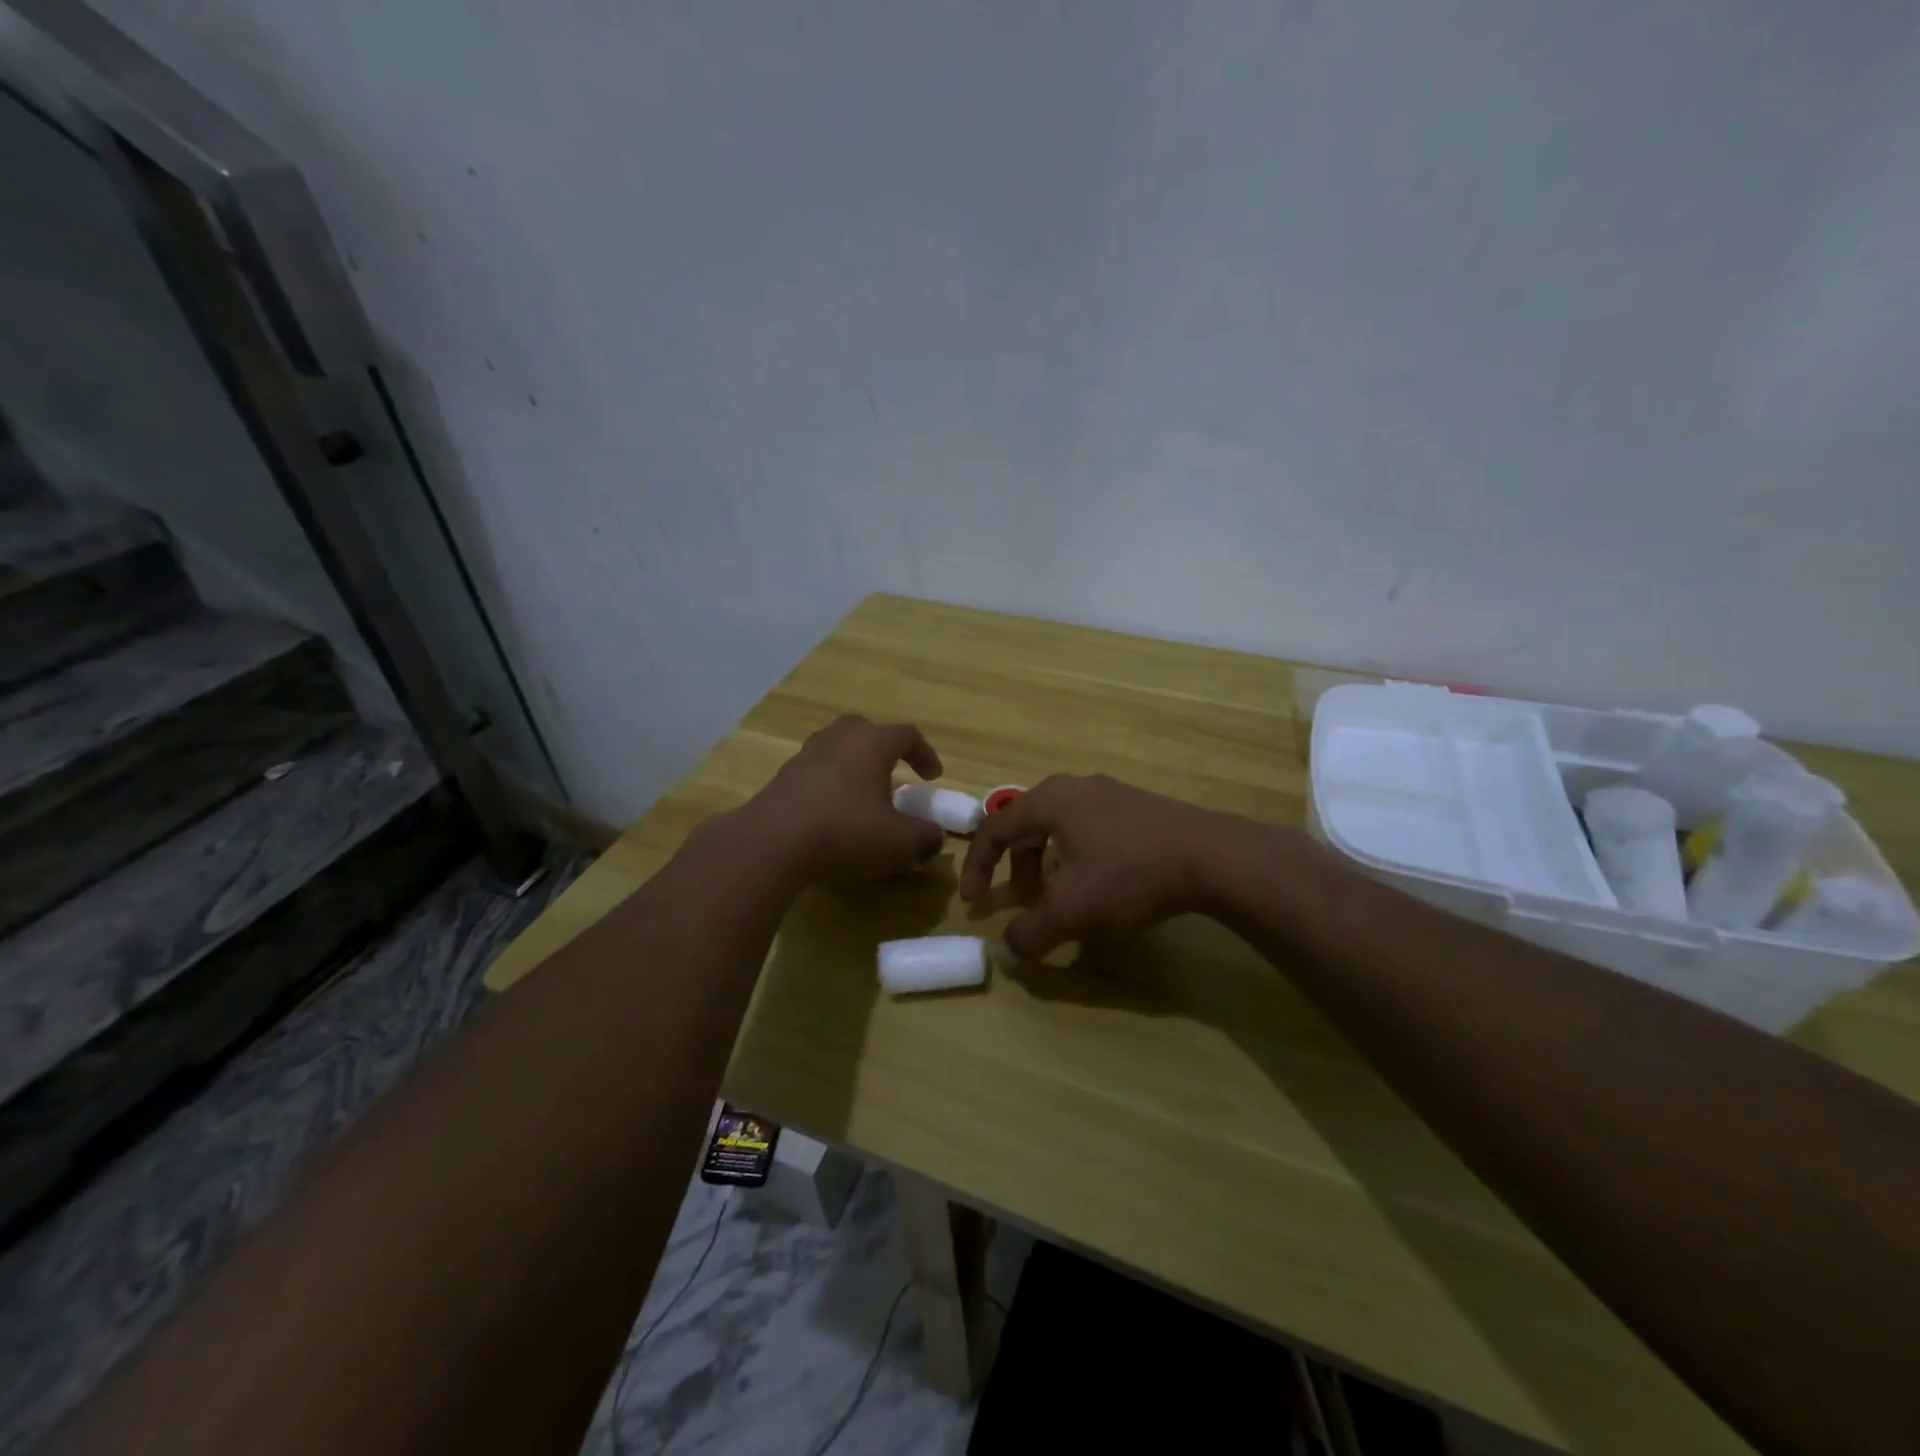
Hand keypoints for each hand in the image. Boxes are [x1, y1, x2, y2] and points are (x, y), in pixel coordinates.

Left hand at [740, 715, 947, 881]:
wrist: (772, 842)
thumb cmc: (845, 831)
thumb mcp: (898, 842)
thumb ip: (925, 837)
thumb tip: (935, 837)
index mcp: (872, 742)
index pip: (908, 735)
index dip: (926, 754)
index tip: (933, 778)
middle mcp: (839, 738)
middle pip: (867, 731)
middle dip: (885, 751)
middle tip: (895, 776)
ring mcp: (807, 754)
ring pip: (839, 749)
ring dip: (855, 767)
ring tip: (864, 796)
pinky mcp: (784, 776)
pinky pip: (818, 771)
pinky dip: (832, 784)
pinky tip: (834, 814)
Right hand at [960, 774, 1238, 957]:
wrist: (1211, 856)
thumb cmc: (1129, 874)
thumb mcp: (1072, 909)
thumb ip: (1030, 932)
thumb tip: (1005, 952)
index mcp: (1049, 800)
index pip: (994, 829)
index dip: (977, 867)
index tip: (974, 903)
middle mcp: (1075, 787)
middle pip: (1025, 825)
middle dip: (1015, 867)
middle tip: (1021, 901)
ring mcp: (1110, 793)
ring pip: (1059, 828)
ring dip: (1046, 864)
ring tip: (1060, 897)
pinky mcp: (1137, 807)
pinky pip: (1088, 829)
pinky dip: (1075, 857)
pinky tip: (1099, 885)